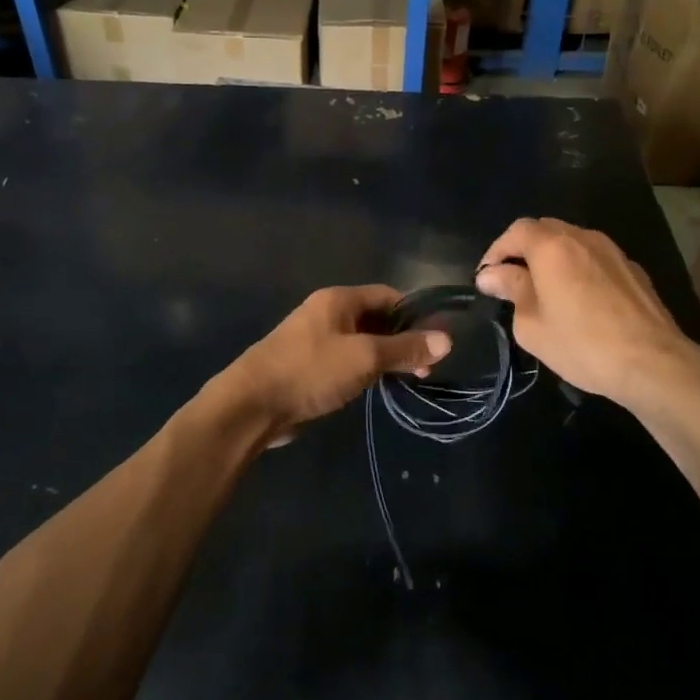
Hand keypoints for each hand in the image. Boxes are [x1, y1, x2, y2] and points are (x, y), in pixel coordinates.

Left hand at [220, 286, 451, 440]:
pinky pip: (345, 360)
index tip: (438, 339)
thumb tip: (447, 340)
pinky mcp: (308, 366)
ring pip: (361, 342)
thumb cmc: (311, 371)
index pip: (387, 295)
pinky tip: (377, 387)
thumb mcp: (364, 358)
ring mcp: (315, 340)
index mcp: (338, 300)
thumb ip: (405, 348)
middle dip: (402, 339)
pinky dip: (365, 370)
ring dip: (385, 357)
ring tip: (409, 379)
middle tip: (426, 366)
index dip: (415, 314)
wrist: (252, 404)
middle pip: (375, 318)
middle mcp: (326, 313)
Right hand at [475, 218, 693, 406]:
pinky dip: (577, 269)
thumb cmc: (582, 344)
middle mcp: (583, 238)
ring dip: (552, 259)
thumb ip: (510, 290)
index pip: (516, 231)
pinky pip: (594, 259)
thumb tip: (491, 275)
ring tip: (544, 290)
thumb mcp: (532, 324)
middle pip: (545, 230)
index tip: (487, 277)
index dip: (497, 250)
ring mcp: (612, 251)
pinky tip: (578, 300)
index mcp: (552, 247)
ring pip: (572, 242)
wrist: (653, 363)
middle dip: (523, 250)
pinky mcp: (633, 270)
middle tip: (511, 282)